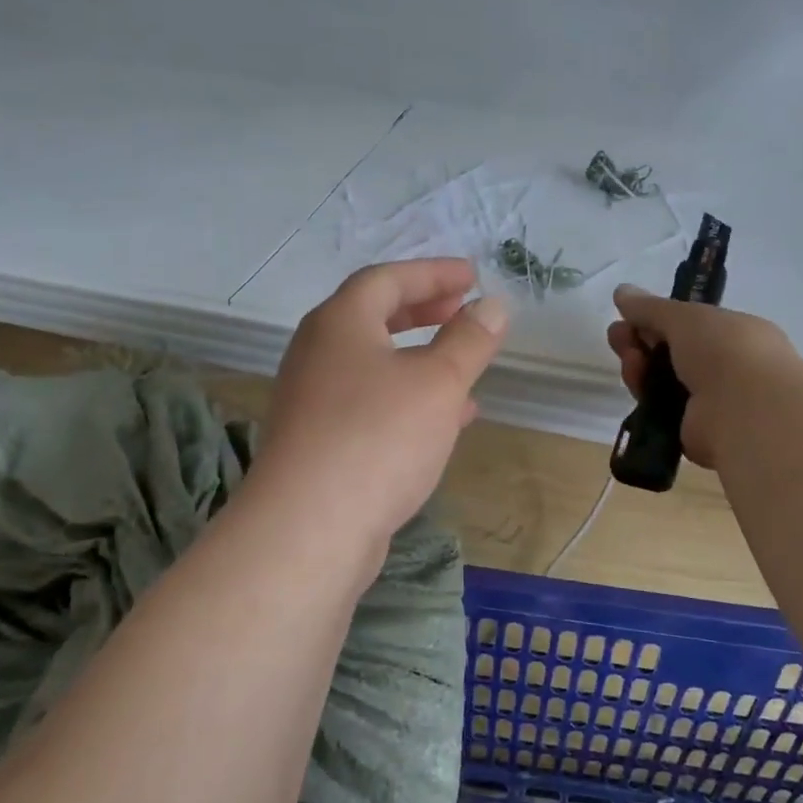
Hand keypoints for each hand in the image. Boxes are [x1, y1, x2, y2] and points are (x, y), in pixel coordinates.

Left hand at [254, 259, 509, 545]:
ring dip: (421, 359)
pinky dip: (409, 399)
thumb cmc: (378, 437)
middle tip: (462, 310)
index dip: (432, 273)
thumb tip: (493, 305)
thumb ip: (469, 340)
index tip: (473, 276)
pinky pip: (372, 403)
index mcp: (340, 323)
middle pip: (373, 317)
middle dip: (423, 311)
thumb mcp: (438, 382)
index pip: (387, 279)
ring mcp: (314, 400)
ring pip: (375, 364)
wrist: (309, 529)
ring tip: (465, 366)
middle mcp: (318, 354)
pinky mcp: (319, 442)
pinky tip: (446, 421)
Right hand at [606, 284, 795, 468]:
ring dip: (640, 367)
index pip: (689, 325)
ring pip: (662, 381)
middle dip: (641, 342)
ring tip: (630, 360)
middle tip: (616, 337)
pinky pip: (661, 409)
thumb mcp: (684, 316)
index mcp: (735, 334)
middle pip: (671, 353)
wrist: (744, 409)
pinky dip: (646, 396)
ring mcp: (711, 402)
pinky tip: (637, 385)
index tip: (628, 316)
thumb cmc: (724, 350)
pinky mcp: (693, 430)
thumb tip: (621, 291)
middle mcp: (726, 367)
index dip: (656, 319)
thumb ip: (650, 307)